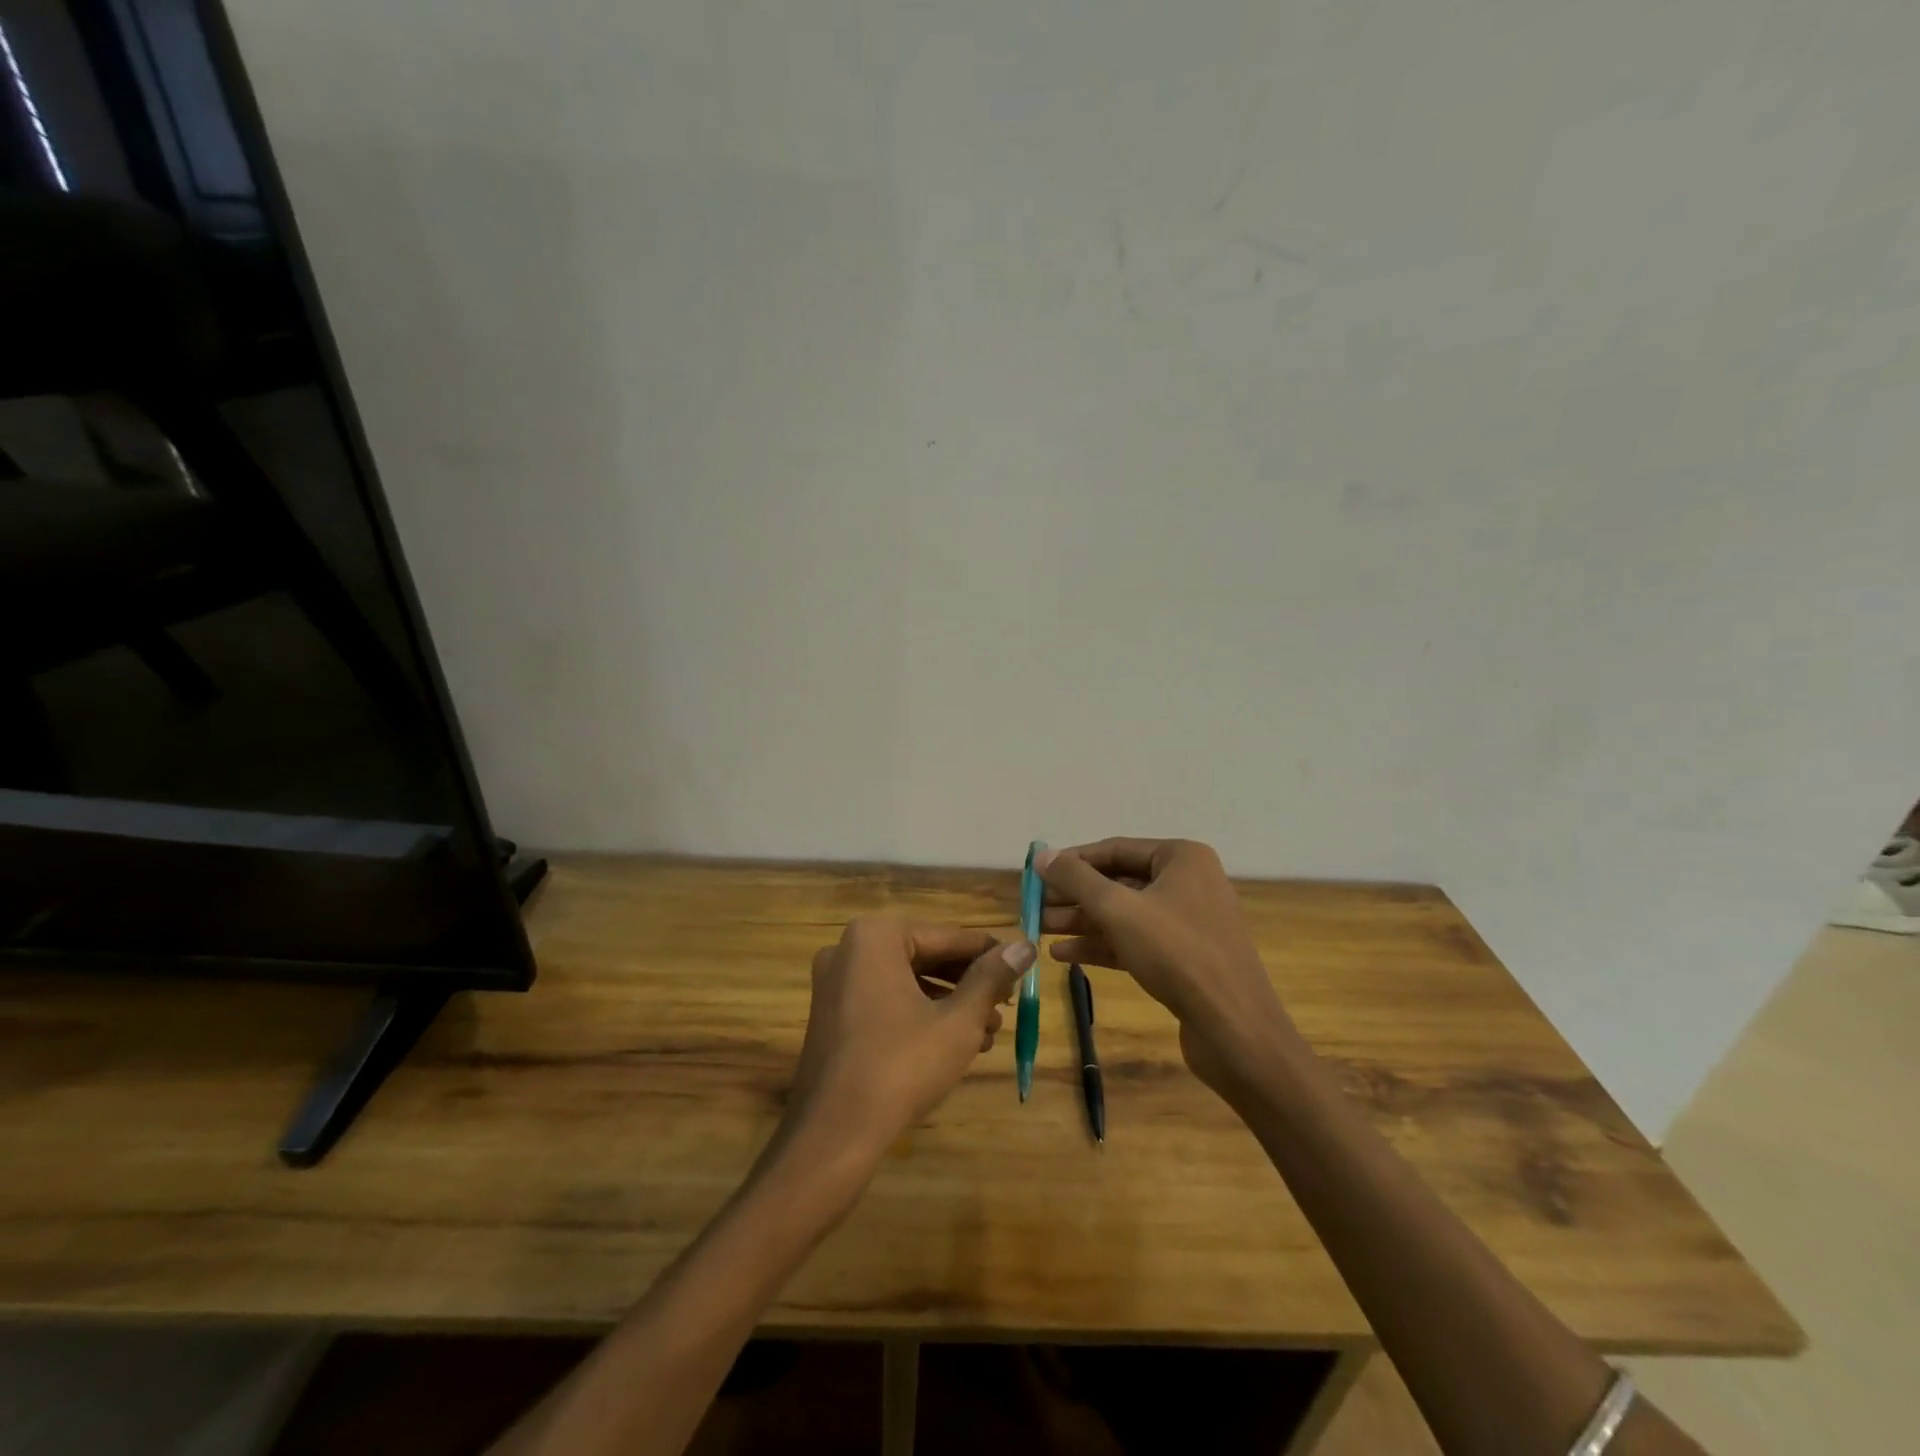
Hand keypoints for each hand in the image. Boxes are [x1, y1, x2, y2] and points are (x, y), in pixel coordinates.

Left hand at [783, 919, 1033, 1162]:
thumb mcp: (958, 1021)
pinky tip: (956, 1042)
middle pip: (926, 956)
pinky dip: (920, 1014)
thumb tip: (1024, 946)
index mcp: (876, 936)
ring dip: (950, 1002)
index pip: (947, 936)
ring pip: (908, 981)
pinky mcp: (832, 1015)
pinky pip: (886, 1000)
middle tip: (1008, 1004)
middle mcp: (849, 950)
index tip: (1021, 965)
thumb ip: (991, 978)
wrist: (834, 1134)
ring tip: (990, 1031)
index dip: (989, 953)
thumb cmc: (901, 1066)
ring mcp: (836, 983)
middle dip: (969, 982)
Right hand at [1037, 838, 1294, 1096]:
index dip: (1072, 861)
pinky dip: (1102, 945)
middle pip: (1118, 882)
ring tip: (1040, 930)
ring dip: (1082, 921)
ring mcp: (1188, 923)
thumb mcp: (1118, 910)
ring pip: (1124, 914)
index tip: (1036, 875)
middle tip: (1034, 906)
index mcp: (1181, 858)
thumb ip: (1076, 879)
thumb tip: (1041, 856)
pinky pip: (1135, 941)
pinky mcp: (1184, 959)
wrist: (1235, 1030)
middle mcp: (1188, 883)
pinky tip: (1064, 955)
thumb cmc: (1176, 953)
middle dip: (1074, 896)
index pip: (1114, 849)